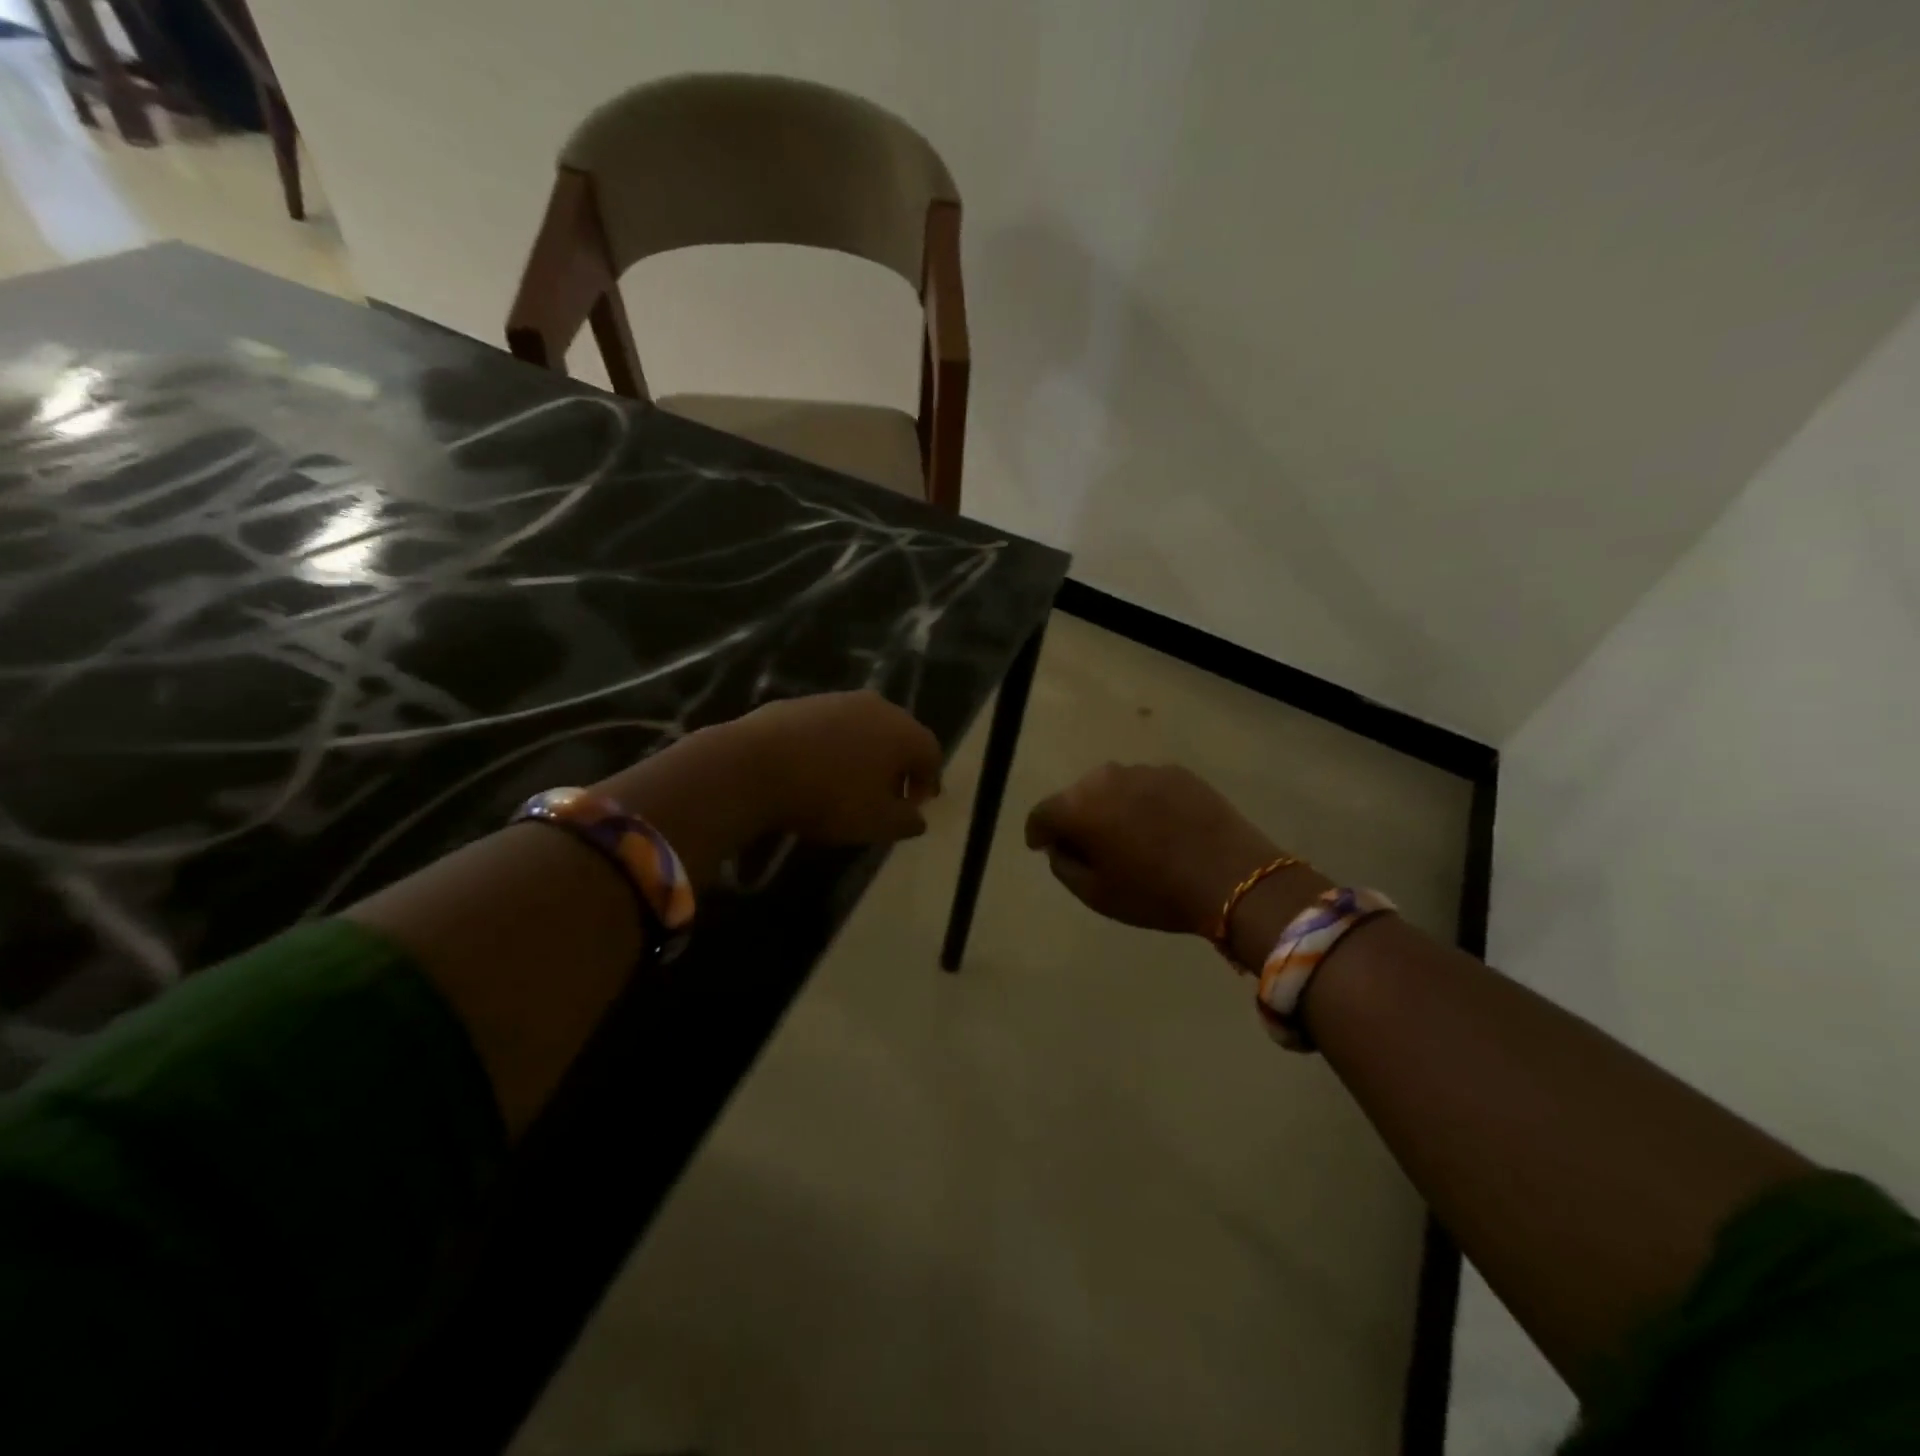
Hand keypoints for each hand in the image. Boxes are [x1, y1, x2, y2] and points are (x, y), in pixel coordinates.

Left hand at [733, 690, 943, 843]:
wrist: (754, 766)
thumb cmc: (829, 797)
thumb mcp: (876, 823)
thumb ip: (906, 821)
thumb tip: (917, 817)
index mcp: (903, 732)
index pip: (931, 753)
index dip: (927, 782)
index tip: (914, 806)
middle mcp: (877, 707)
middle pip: (900, 735)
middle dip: (898, 766)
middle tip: (886, 795)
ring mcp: (837, 699)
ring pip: (864, 728)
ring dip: (865, 754)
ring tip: (849, 784)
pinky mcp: (802, 702)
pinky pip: (831, 726)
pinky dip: (834, 746)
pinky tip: (816, 769)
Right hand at [1025, 763, 1285, 934]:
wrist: (1233, 877)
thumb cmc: (1155, 892)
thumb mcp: (1096, 895)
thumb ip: (1064, 866)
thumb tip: (1060, 846)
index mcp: (1079, 806)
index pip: (1042, 813)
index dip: (1037, 832)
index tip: (1042, 847)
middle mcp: (1105, 777)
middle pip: (1076, 795)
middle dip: (1076, 818)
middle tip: (1090, 847)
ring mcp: (1144, 770)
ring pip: (1112, 788)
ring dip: (1111, 808)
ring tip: (1129, 836)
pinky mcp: (1178, 772)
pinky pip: (1145, 787)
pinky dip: (1143, 803)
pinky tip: (1161, 828)